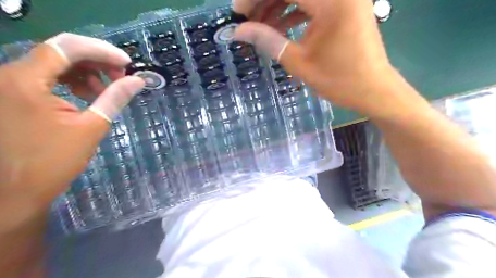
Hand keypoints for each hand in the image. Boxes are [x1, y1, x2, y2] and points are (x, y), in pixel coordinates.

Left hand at [0, 32, 145, 229]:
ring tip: (106, 91)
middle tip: (121, 77)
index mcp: (26, 81)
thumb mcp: (91, 127)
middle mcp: (11, 74)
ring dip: (86, 72)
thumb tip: (138, 81)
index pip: (67, 47)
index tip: (127, 63)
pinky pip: (47, 76)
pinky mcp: (14, 94)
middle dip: (96, 61)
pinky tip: (88, 96)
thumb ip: (114, 98)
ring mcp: (9, 83)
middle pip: (61, 51)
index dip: (102, 50)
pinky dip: (72, 81)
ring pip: (55, 63)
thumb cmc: (53, 161)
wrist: (14, 190)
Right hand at [234, 0, 397, 116]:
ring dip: (278, 6)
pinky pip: (314, 2)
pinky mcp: (345, 5)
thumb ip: (268, 40)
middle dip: (266, 1)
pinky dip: (294, 12)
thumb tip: (239, 31)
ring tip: (260, 27)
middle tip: (248, 20)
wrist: (373, 90)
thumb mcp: (298, 62)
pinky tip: (279, 27)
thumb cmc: (338, 80)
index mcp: (331, 0)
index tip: (238, 12)